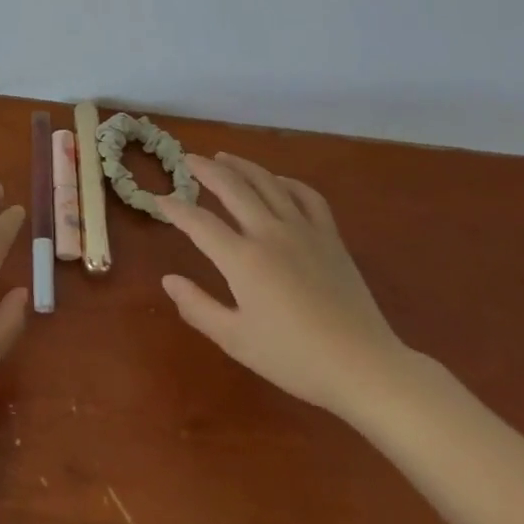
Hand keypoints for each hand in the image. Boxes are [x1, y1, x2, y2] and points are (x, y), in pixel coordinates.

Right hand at [160, 153, 410, 419]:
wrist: (364, 367)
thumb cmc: (295, 359)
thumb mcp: (237, 340)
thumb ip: (198, 307)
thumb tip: (168, 279)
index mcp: (243, 259)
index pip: (199, 222)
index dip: (175, 209)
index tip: (158, 199)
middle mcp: (269, 233)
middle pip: (232, 187)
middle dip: (205, 170)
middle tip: (187, 159)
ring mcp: (303, 230)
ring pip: (267, 182)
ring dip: (241, 166)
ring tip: (223, 157)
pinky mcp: (330, 237)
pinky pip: (307, 196)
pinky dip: (287, 182)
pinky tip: (277, 181)